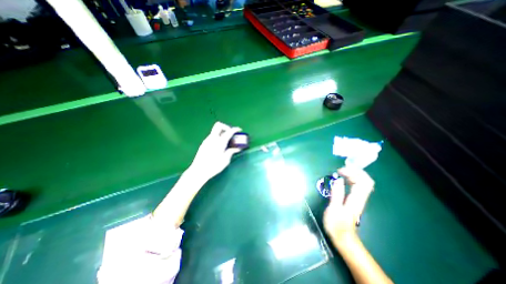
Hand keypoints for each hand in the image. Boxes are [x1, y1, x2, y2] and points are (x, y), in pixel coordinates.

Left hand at [191, 122, 243, 181]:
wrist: (199, 171)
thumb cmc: (214, 166)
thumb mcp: (225, 160)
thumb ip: (231, 152)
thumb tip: (237, 148)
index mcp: (220, 142)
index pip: (229, 131)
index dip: (235, 129)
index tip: (239, 130)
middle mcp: (213, 138)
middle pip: (219, 125)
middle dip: (226, 127)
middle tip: (230, 134)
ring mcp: (207, 140)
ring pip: (215, 131)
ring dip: (221, 133)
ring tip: (226, 141)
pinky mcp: (203, 144)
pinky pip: (212, 136)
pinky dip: (217, 137)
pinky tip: (219, 146)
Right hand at [324, 168, 374, 242]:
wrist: (343, 238)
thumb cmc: (336, 224)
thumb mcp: (333, 209)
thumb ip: (337, 194)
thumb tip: (338, 180)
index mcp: (356, 199)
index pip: (363, 181)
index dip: (353, 172)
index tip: (339, 171)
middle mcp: (360, 197)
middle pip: (366, 180)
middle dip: (354, 171)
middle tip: (340, 170)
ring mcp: (359, 199)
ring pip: (363, 182)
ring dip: (353, 174)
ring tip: (340, 173)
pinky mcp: (355, 200)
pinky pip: (358, 186)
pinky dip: (351, 179)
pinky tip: (343, 179)